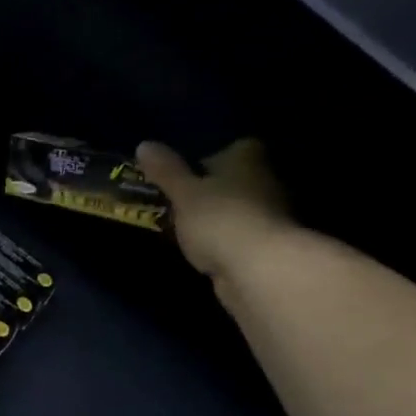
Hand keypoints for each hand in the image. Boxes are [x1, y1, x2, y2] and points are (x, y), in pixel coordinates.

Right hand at [139, 139, 290, 279]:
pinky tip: (205, 252)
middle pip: (236, 180)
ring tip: (187, 230)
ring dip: (219, 219)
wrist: (258, 270)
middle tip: (180, 203)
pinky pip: (240, 238)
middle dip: (212, 191)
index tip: (186, 173)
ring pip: (238, 210)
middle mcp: (266, 181)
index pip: (235, 147)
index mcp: (248, 158)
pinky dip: (225, 242)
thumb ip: (165, 171)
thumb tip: (144, 145)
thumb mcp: (182, 193)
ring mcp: (271, 216)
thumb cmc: (219, 219)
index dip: (210, 158)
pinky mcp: (268, 248)